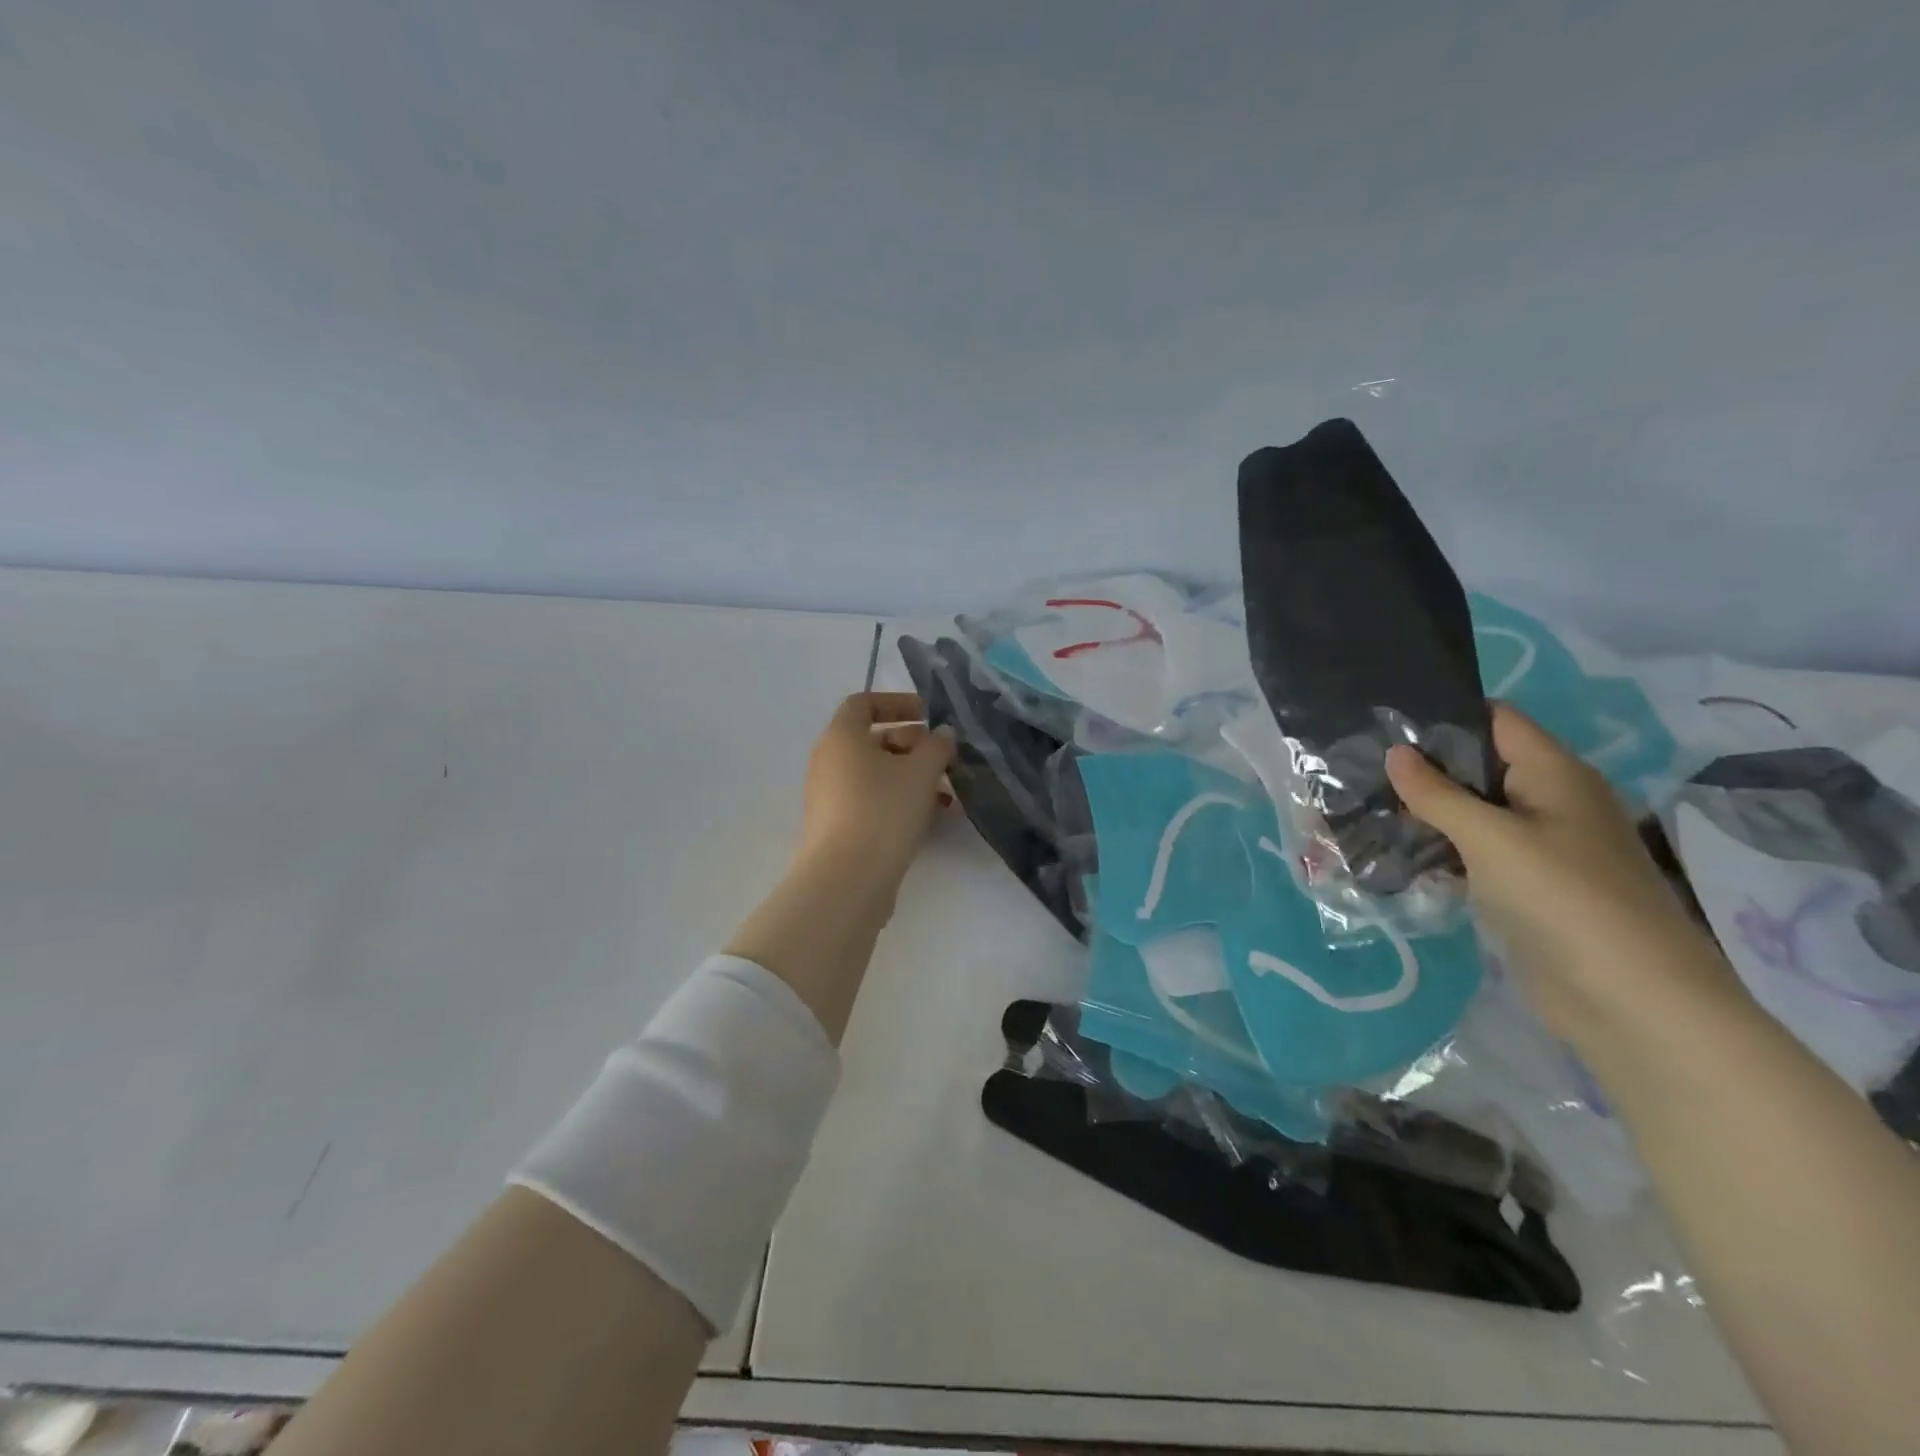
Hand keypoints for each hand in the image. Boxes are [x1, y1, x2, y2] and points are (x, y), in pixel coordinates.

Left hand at [796, 692, 954, 890]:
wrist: (847, 878)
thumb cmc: (883, 811)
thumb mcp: (921, 772)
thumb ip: (937, 746)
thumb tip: (942, 733)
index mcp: (841, 737)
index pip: (863, 703)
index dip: (897, 702)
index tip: (928, 715)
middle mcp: (829, 761)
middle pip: (873, 740)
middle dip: (914, 745)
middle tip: (945, 759)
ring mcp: (831, 796)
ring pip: (877, 774)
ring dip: (913, 777)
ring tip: (948, 794)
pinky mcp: (839, 826)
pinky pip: (873, 801)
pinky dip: (901, 801)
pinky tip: (934, 819)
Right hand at [1386, 703, 1742, 1038]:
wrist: (1629, 998)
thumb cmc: (1562, 898)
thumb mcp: (1490, 837)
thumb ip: (1437, 793)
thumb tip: (1395, 752)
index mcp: (1555, 773)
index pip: (1496, 720)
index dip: (1445, 713)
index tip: (1384, 718)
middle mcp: (1551, 801)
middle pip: (1481, 765)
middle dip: (1425, 765)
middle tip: (1358, 762)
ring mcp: (1541, 846)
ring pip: (1474, 812)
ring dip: (1427, 810)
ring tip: (1363, 803)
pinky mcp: (1527, 886)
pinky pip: (1476, 853)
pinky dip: (1441, 849)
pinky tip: (1395, 851)